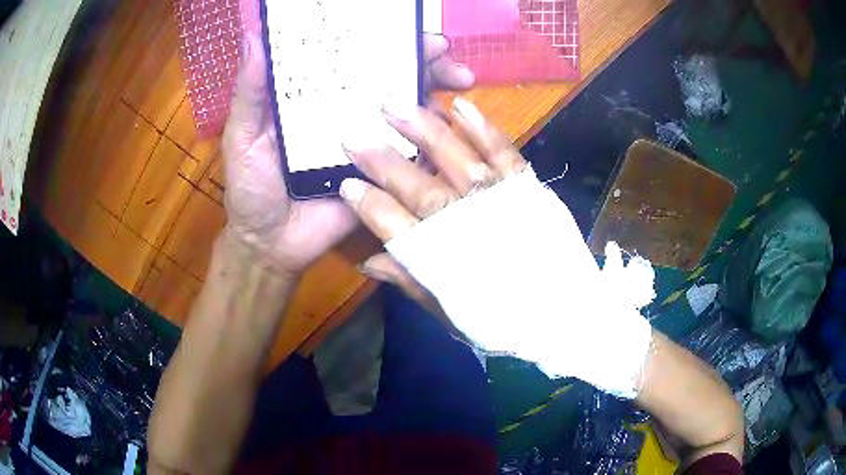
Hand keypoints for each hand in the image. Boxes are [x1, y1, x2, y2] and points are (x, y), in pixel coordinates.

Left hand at [222, 32, 474, 275]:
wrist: (271, 243)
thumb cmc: (251, 188)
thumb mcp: (243, 135)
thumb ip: (251, 91)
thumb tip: (254, 36)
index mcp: (317, 96)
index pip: (355, 59)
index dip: (383, 40)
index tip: (411, 30)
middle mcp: (349, 112)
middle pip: (393, 78)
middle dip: (427, 63)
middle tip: (448, 58)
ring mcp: (371, 142)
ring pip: (410, 110)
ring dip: (438, 93)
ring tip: (460, 81)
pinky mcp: (383, 173)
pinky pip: (414, 152)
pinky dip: (435, 138)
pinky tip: (451, 129)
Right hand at [341, 98, 526, 309]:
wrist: (563, 312)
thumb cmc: (502, 317)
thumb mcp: (449, 311)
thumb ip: (410, 281)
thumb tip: (368, 260)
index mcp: (441, 259)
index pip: (394, 225)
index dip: (368, 204)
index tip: (346, 183)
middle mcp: (466, 224)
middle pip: (417, 188)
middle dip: (382, 161)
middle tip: (354, 134)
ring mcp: (498, 200)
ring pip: (455, 159)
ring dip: (424, 130)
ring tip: (395, 105)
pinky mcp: (526, 187)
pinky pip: (502, 152)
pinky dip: (482, 127)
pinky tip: (459, 105)